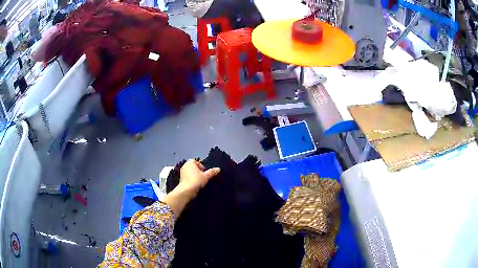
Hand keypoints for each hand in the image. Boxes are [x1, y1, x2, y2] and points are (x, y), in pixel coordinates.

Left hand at [179, 159, 220, 193]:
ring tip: (200, 182)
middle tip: (204, 177)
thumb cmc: (196, 180)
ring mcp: (182, 172)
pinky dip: (192, 180)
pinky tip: (196, 185)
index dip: (202, 167)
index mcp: (190, 162)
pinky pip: (188, 178)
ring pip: (191, 173)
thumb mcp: (206, 176)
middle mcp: (185, 166)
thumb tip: (219, 169)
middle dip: (199, 171)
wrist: (186, 191)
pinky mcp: (181, 179)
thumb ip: (212, 172)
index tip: (205, 173)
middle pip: (194, 167)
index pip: (197, 162)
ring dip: (195, 176)